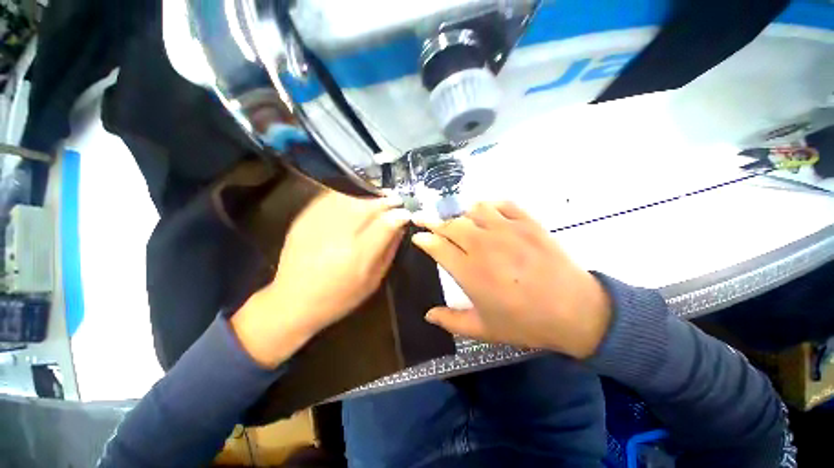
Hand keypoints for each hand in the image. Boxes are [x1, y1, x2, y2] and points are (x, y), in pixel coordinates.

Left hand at [231, 191, 410, 367]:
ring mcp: (318, 225)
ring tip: (379, 196)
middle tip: (395, 199)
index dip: (398, 214)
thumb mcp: (372, 281)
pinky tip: (356, 197)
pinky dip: (347, 194)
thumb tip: (400, 229)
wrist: (293, 301)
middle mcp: (338, 236)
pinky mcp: (303, 220)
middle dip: (385, 201)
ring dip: (368, 195)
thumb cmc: (339, 297)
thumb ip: (388, 252)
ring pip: (349, 198)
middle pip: (367, 207)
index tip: (405, 212)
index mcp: (358, 256)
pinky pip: (329, 198)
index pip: (385, 224)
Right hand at [412, 201, 610, 358]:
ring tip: (464, 224)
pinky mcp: (528, 223)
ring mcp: (507, 230)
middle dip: (436, 224)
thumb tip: (428, 315)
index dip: (423, 238)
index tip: (417, 236)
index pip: (437, 246)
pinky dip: (491, 206)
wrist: (576, 312)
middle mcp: (484, 246)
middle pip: (451, 224)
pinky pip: (503, 204)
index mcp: (470, 272)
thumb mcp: (484, 329)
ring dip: (464, 215)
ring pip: (474, 209)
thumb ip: (451, 321)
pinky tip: (490, 215)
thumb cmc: (526, 322)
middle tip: (433, 227)